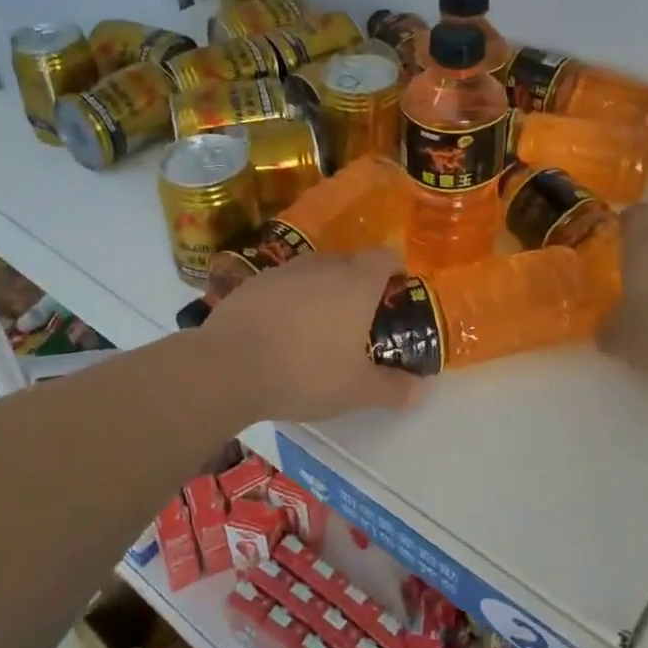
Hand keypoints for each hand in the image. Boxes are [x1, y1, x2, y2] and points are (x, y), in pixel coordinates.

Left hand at [202, 248, 420, 420]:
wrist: (227, 367)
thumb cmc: (304, 373)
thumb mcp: (356, 390)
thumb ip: (392, 388)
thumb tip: (419, 389)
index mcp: (356, 283)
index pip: (385, 256)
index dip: (395, 270)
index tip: (395, 293)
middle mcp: (322, 266)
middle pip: (350, 260)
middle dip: (360, 281)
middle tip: (361, 317)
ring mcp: (284, 271)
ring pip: (315, 270)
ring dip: (324, 288)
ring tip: (320, 324)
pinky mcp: (253, 282)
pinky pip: (284, 283)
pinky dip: (292, 298)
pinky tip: (282, 329)